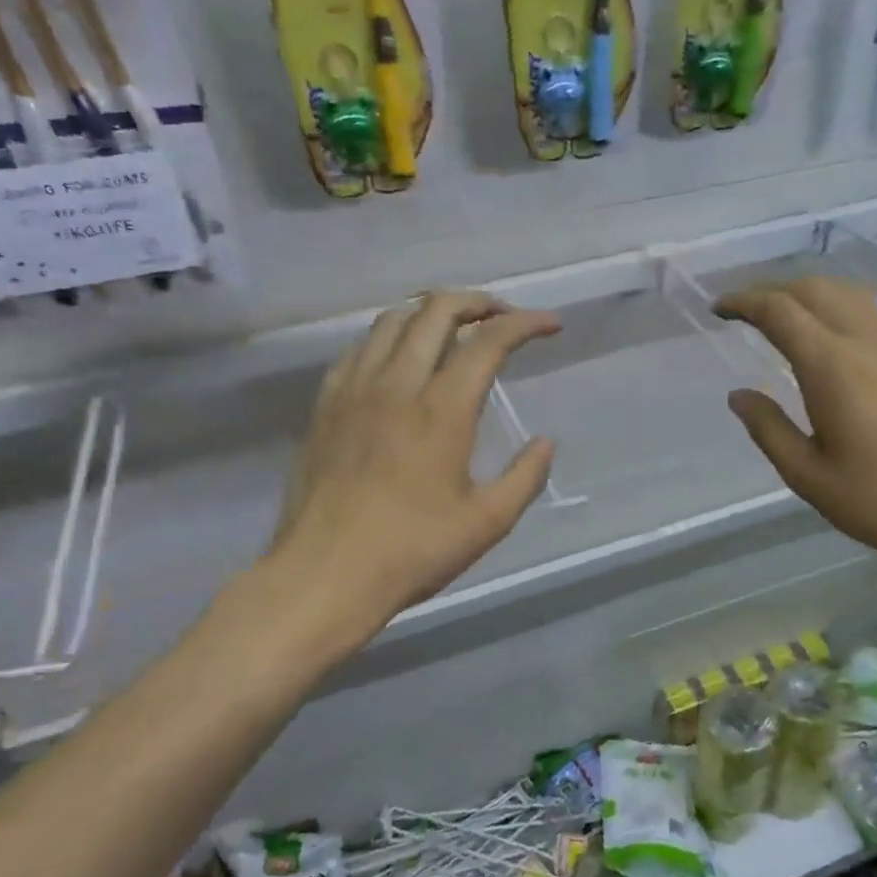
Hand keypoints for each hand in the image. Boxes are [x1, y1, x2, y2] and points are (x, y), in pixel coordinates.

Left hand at [264, 291, 559, 648]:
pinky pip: (358, 349)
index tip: (551, 325)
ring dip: (430, 312)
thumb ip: (525, 477)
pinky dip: (388, 338)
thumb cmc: (412, 552)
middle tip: (502, 316)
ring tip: (454, 329)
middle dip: (477, 302)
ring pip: (392, 321)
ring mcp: (353, 391)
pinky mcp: (325, 406)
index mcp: (442, 411)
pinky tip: (398, 359)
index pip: (488, 341)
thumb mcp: (487, 523)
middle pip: (435, 311)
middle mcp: (396, 384)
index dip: (525, 323)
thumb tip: (546, 442)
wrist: (325, 575)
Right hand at [716, 277, 876, 591]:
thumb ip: (769, 429)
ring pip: (853, 296)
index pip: (780, 311)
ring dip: (814, 297)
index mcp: (832, 367)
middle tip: (749, 310)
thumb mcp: (808, 476)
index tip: (721, 308)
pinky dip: (847, 314)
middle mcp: (871, 341)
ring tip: (792, 320)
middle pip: (817, 289)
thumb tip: (739, 396)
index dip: (745, 301)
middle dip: (776, 290)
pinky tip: (844, 346)